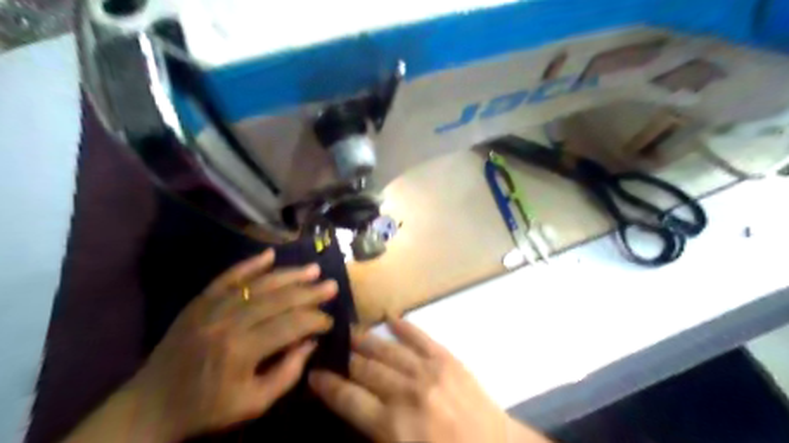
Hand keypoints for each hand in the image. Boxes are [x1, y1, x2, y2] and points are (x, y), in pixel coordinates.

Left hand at [124, 248, 335, 439]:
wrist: (150, 405)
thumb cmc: (206, 409)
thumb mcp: (254, 404)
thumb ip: (288, 372)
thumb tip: (310, 341)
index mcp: (242, 350)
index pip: (291, 325)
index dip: (315, 320)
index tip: (330, 321)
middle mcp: (229, 322)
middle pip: (279, 299)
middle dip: (309, 292)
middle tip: (332, 285)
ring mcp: (212, 307)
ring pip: (259, 284)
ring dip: (289, 275)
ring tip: (313, 269)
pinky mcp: (200, 301)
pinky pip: (229, 277)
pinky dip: (250, 264)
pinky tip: (270, 254)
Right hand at [307, 320, 548, 440]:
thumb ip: (372, 434)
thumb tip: (352, 408)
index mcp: (391, 426)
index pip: (347, 398)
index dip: (326, 385)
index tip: (313, 375)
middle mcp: (405, 393)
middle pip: (364, 369)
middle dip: (344, 359)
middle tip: (330, 348)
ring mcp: (428, 371)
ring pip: (387, 350)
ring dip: (366, 340)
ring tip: (351, 333)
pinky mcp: (447, 359)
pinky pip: (420, 336)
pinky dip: (403, 325)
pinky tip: (390, 316)